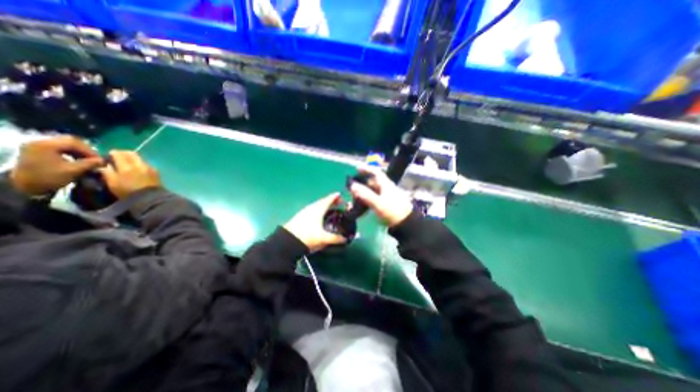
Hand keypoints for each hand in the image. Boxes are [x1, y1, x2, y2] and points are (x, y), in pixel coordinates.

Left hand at [9, 136, 102, 195]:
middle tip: (94, 158)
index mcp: (46, 145)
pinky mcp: (37, 149)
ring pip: (65, 143)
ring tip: (87, 159)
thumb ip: (89, 164)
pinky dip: (71, 152)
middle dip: (85, 150)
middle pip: (70, 140)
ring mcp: (37, 145)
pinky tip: (76, 159)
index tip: (99, 159)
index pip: (74, 142)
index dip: (90, 150)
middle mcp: (39, 141)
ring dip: (79, 151)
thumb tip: (103, 160)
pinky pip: (59, 146)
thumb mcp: (72, 171)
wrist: (24, 186)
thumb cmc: (49, 178)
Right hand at [100, 151, 160, 199]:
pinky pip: (146, 164)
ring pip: (140, 158)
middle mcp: (140, 164)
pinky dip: (140, 164)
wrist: (150, 198)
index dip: (112, 153)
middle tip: (117, 158)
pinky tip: (136, 169)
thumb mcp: (112, 182)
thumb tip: (104, 165)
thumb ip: (107, 171)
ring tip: (127, 164)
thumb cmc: (128, 192)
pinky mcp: (156, 172)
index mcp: (127, 166)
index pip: (118, 153)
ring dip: (132, 158)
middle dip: (123, 153)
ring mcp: (150, 168)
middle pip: (131, 153)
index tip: (108, 157)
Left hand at [285, 192, 346, 250]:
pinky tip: (320, 216)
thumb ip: (336, 239)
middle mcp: (312, 207)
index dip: (336, 197)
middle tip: (340, 204)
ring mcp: (305, 211)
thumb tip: (345, 239)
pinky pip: (313, 209)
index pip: (329, 199)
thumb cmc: (307, 236)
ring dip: (325, 206)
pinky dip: (319, 210)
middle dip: (332, 201)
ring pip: (318, 205)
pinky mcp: (301, 216)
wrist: (287, 241)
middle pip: (324, 201)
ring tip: (331, 210)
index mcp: (319, 209)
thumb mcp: (323, 238)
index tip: (342, 196)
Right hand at [348, 164, 410, 226]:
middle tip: (351, 186)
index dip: (366, 169)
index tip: (356, 169)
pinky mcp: (386, 204)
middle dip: (361, 182)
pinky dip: (367, 199)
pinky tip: (361, 204)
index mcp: (386, 185)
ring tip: (353, 196)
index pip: (376, 172)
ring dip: (363, 192)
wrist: (406, 224)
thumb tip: (351, 185)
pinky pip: (374, 198)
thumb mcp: (378, 203)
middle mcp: (386, 188)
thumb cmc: (393, 211)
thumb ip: (365, 194)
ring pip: (372, 190)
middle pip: (372, 182)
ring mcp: (387, 196)